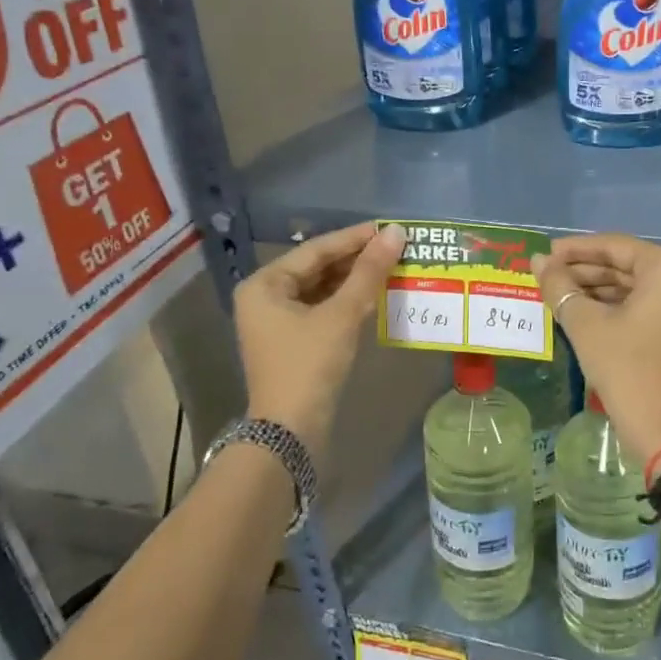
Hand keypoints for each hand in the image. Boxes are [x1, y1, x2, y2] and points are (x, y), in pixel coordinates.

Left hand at [234, 222, 404, 452]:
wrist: (290, 432)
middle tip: (395, 247)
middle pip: (317, 268)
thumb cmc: (309, 366)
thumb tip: (396, 233)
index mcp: (264, 284)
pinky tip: (375, 295)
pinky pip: (323, 309)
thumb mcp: (341, 315)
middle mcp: (265, 297)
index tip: (389, 228)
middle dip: (356, 259)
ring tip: (391, 266)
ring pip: (322, 289)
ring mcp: (278, 321)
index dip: (355, 238)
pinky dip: (348, 301)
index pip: (316, 249)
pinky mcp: (294, 341)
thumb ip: (368, 272)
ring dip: (355, 279)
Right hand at [536, 233, 660, 463]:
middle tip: (547, 275)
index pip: (617, 247)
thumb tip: (538, 261)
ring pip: (639, 287)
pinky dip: (619, 307)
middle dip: (586, 271)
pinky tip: (584, 311)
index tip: (545, 254)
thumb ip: (560, 286)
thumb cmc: (627, 369)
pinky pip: (651, 306)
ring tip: (559, 293)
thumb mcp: (587, 325)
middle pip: (629, 266)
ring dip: (599, 290)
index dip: (576, 250)